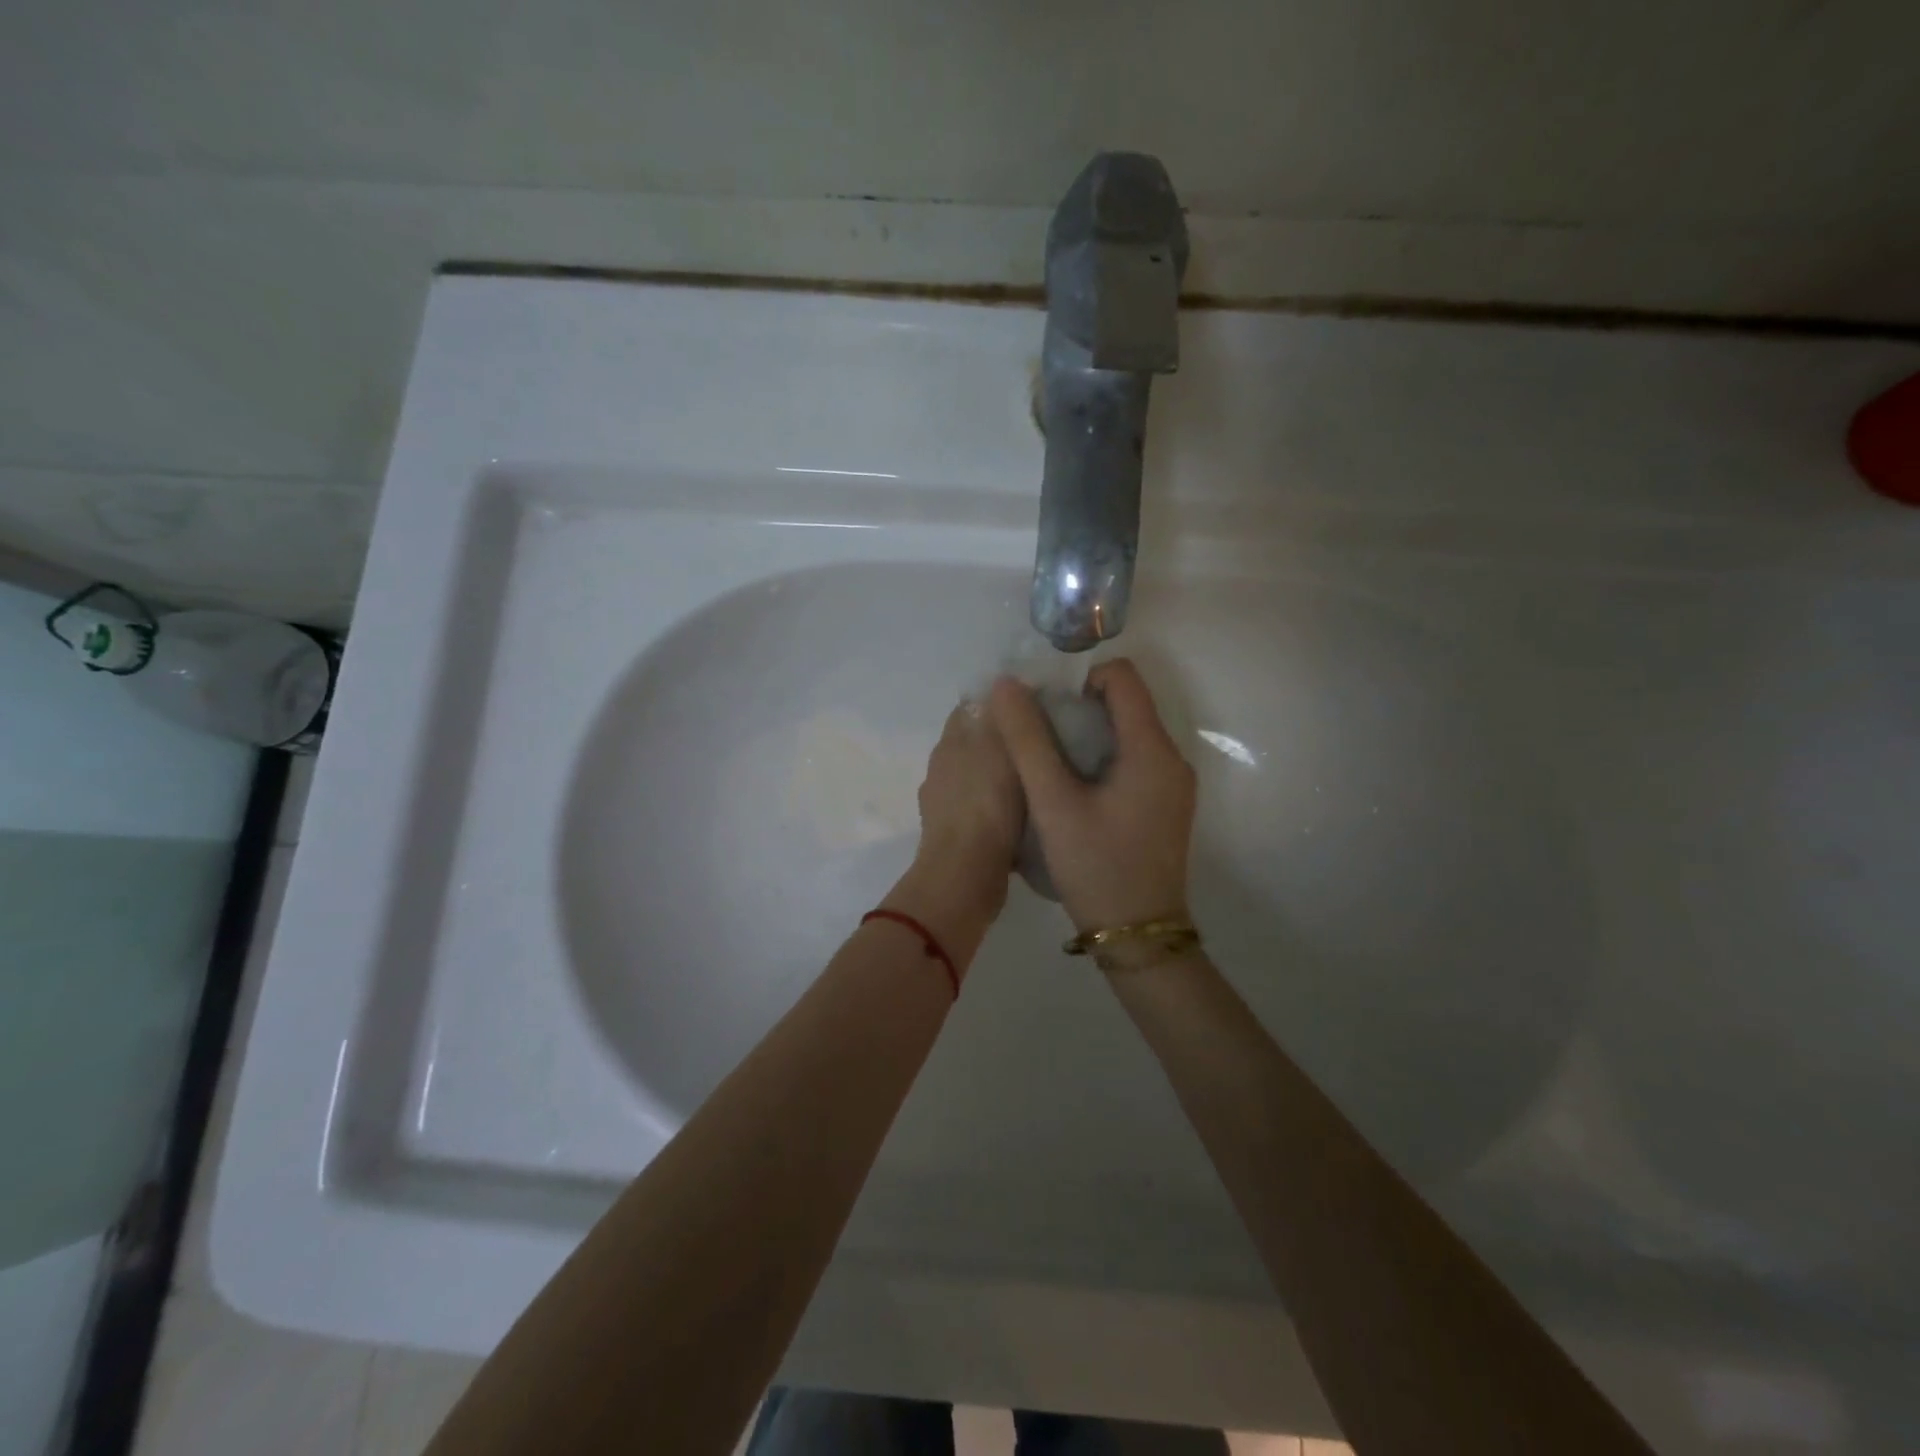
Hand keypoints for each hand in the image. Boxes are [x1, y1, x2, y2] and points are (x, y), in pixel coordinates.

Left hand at [900, 700, 1022, 917]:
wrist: (965, 874)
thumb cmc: (988, 805)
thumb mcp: (1003, 749)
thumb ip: (1003, 717)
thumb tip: (1003, 685)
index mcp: (951, 741)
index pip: (972, 706)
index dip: (1001, 703)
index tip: (1034, 708)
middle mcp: (942, 767)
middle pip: (976, 742)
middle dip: (1005, 741)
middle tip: (1045, 744)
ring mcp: (944, 804)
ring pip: (979, 778)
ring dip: (1003, 778)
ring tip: (1041, 780)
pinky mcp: (955, 836)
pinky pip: (982, 811)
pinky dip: (1000, 809)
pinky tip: (1025, 817)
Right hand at [989, 659, 1196, 932]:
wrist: (1138, 937)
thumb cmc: (1097, 867)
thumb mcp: (1053, 802)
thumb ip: (1028, 741)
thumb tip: (1006, 685)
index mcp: (1152, 749)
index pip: (1122, 676)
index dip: (1079, 679)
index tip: (1046, 710)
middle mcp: (1172, 758)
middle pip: (1125, 704)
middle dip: (1078, 709)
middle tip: (1038, 739)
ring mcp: (1173, 784)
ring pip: (1127, 734)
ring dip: (1087, 736)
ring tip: (1050, 767)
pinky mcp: (1166, 804)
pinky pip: (1133, 761)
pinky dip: (1101, 760)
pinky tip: (1074, 791)